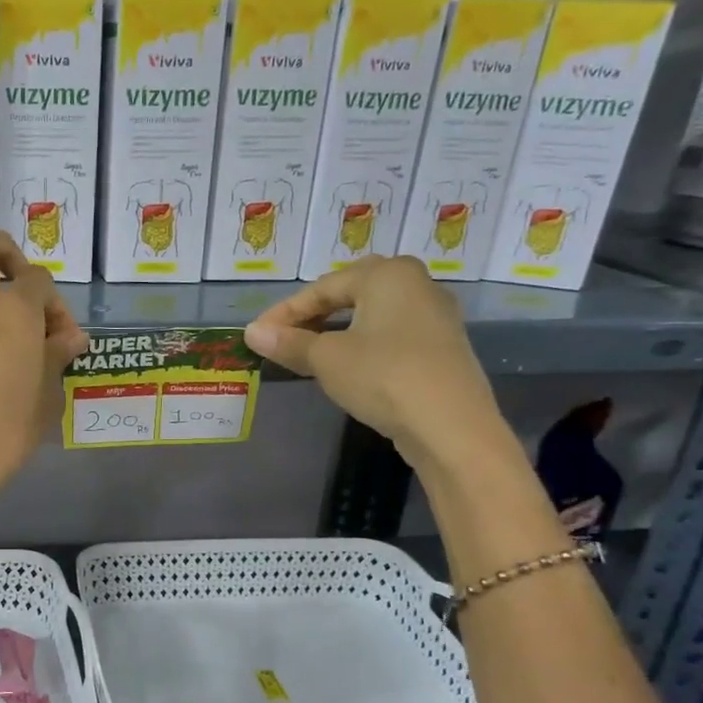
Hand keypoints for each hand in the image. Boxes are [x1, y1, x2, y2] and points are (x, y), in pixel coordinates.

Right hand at [244, 256, 510, 471]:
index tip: (256, 334)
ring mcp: (435, 317)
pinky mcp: (442, 347)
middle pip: (350, 293)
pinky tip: (347, 366)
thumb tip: (252, 333)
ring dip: (337, 331)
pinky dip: (362, 344)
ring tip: (309, 352)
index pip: (322, 288)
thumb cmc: (383, 377)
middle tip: (283, 337)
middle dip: (313, 315)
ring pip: (372, 315)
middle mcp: (417, 284)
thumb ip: (289, 343)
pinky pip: (391, 334)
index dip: (284, 312)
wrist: (451, 427)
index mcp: (388, 275)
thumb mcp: (326, 360)